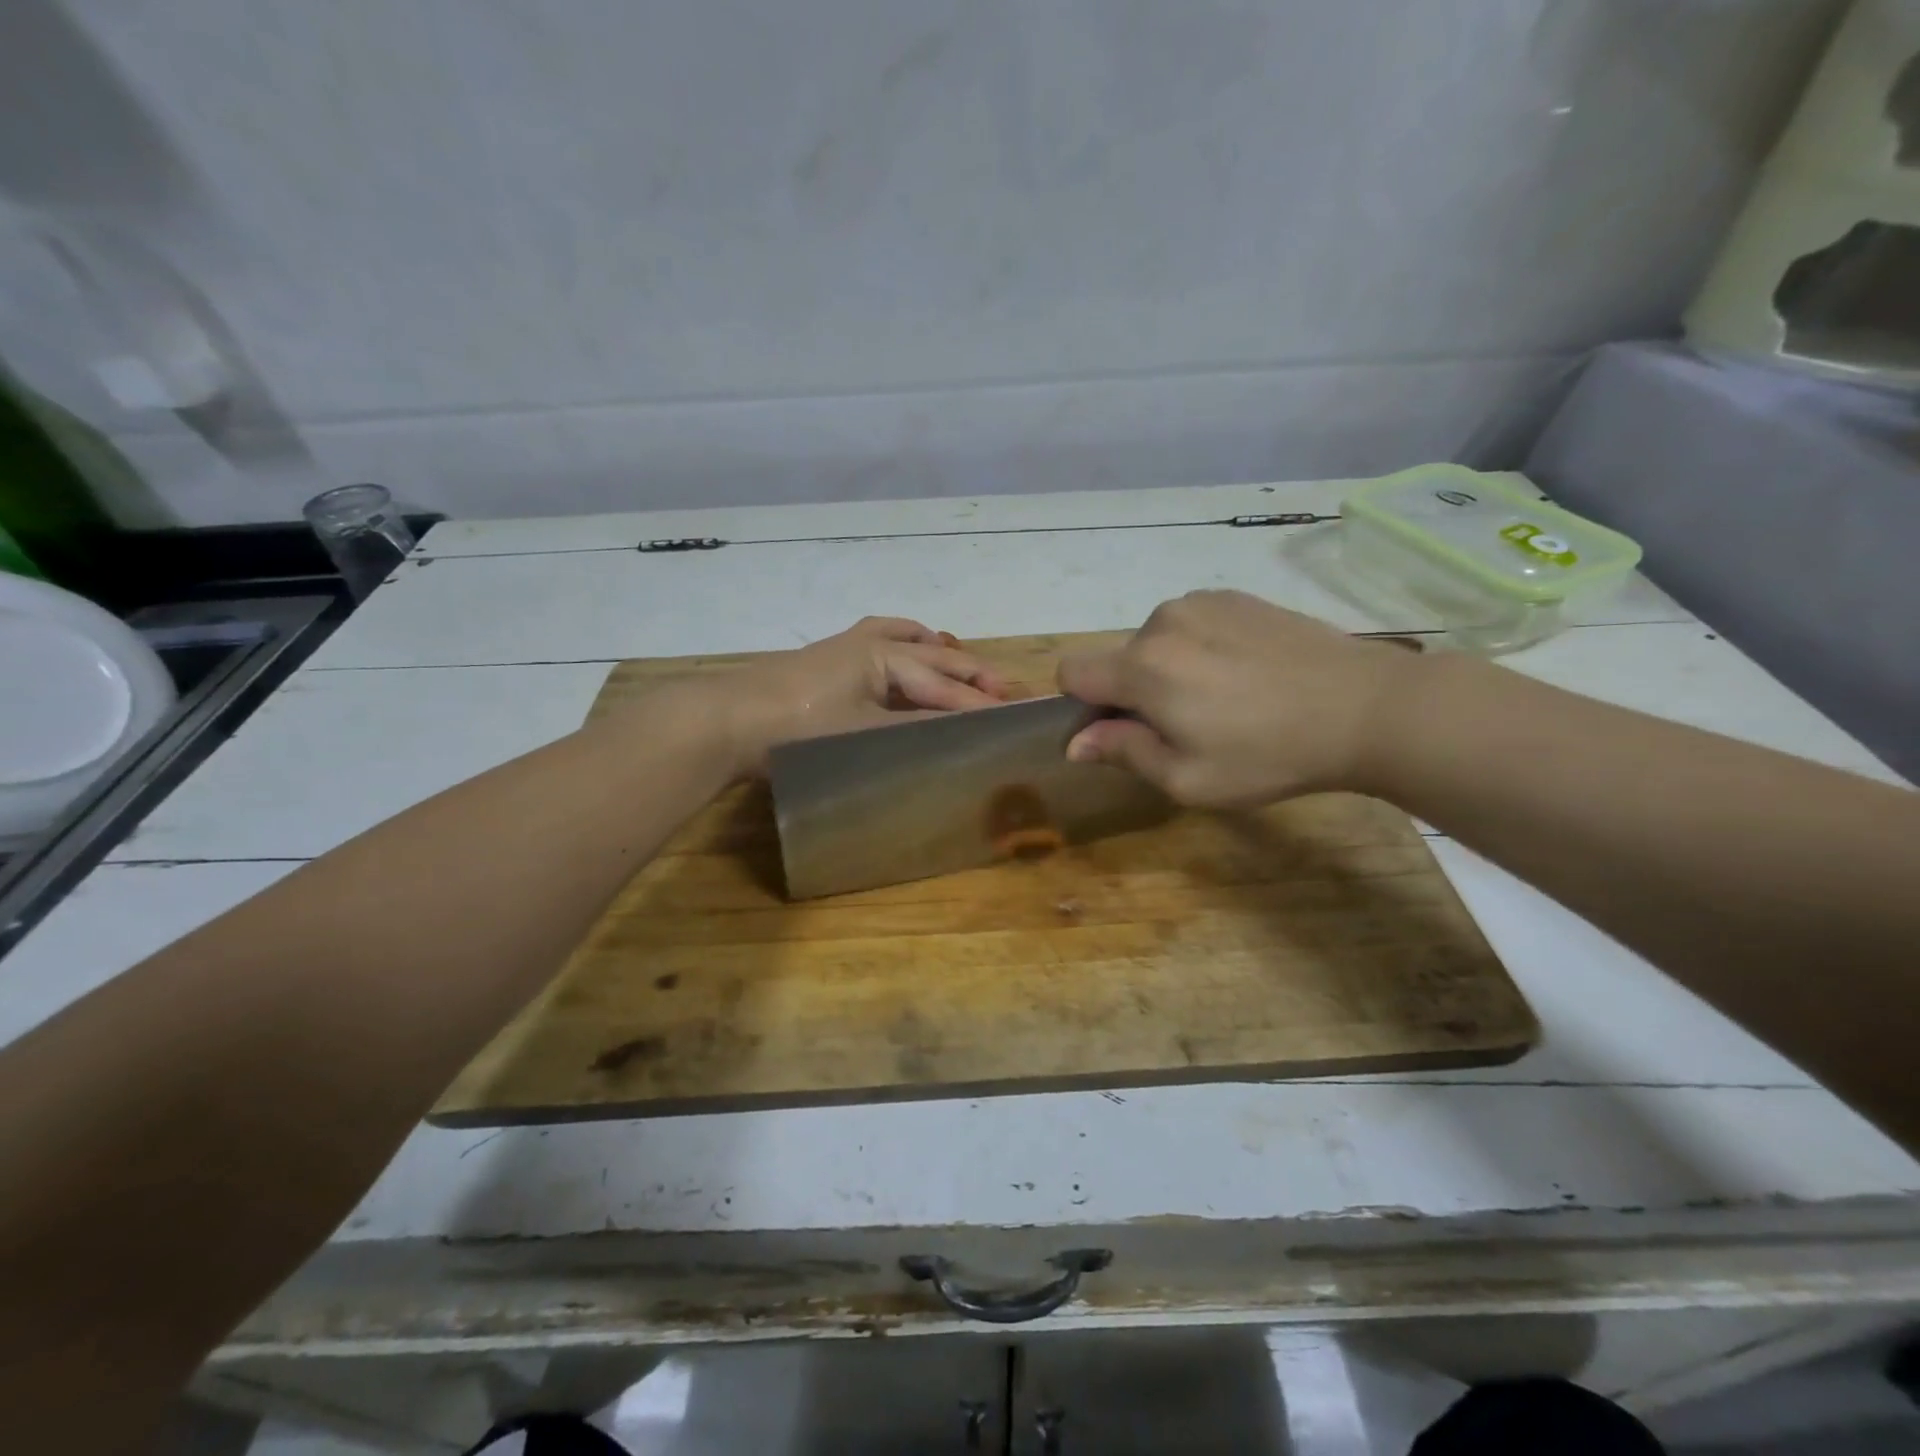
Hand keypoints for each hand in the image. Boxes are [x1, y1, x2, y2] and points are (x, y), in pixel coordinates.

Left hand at [698, 616, 1007, 772]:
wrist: (727, 722)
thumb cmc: (798, 728)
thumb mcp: (864, 733)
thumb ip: (916, 729)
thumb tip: (964, 730)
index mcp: (883, 657)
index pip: (941, 686)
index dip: (978, 703)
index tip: (1015, 716)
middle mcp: (870, 644)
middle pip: (931, 659)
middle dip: (969, 675)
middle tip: (1007, 690)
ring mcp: (846, 649)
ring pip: (905, 643)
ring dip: (937, 654)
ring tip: (961, 661)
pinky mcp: (828, 662)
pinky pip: (878, 643)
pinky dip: (902, 648)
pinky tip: (903, 661)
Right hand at [1057, 591, 1415, 806]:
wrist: (1365, 707)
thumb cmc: (1268, 755)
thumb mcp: (1187, 778)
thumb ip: (1123, 752)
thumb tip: (1076, 742)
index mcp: (1142, 667)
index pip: (1071, 671)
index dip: (1083, 706)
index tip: (1122, 730)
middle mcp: (1161, 621)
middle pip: (1118, 660)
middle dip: (1134, 692)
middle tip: (1189, 727)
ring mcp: (1202, 602)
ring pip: (1156, 641)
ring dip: (1169, 668)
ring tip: (1226, 699)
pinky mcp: (1237, 596)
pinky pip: (1193, 624)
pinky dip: (1202, 648)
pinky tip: (1248, 673)